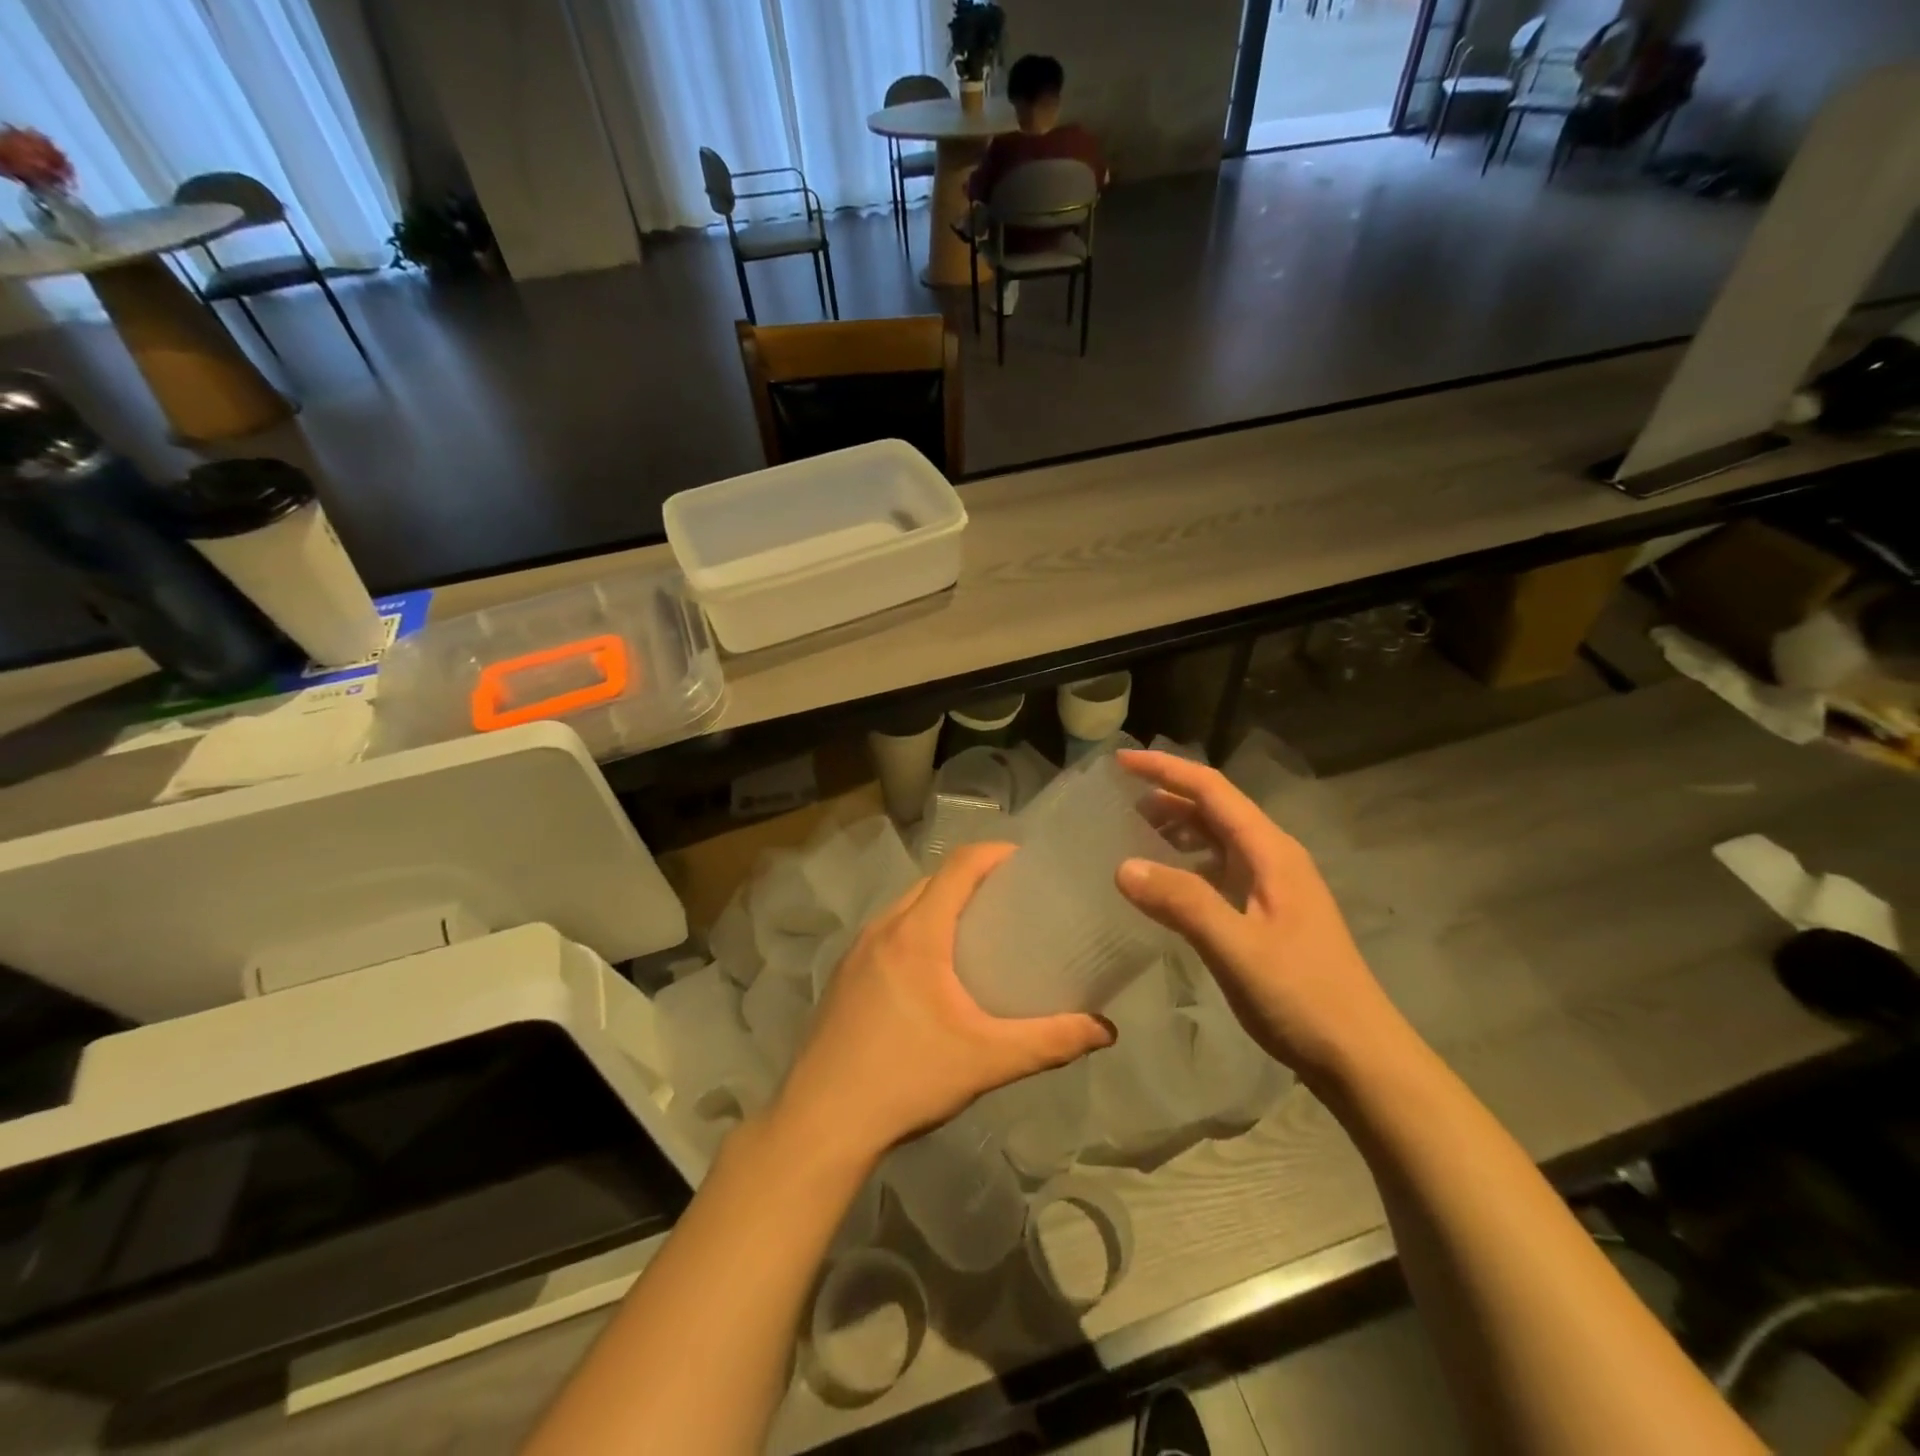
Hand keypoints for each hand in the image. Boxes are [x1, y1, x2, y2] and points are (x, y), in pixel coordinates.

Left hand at [776, 843, 1114, 1168]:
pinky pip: (888, 932)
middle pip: (932, 882)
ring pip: (906, 907)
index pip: (959, 866)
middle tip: (1012, 902)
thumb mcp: (987, 1060)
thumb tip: (1105, 1031)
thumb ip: (1049, 1042)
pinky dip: (916, 930)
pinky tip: (933, 973)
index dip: (994, 853)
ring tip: (978, 933)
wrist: (821, 1122)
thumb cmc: (907, 1078)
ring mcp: (857, 951)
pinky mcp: (843, 975)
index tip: (1027, 862)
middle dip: (972, 879)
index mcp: (917, 932)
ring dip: (941, 905)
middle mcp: (883, 928)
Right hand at [1113, 749, 1404, 1087]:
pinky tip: (1164, 882)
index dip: (1166, 770)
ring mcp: (1274, 887)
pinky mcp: (1269, 914)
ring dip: (1177, 828)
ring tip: (1131, 831)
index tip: (1120, 761)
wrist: (1360, 1057)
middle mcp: (1275, 858)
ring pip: (1218, 840)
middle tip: (1116, 798)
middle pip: (1215, 809)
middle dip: (1167, 795)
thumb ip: (1182, 903)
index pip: (1213, 790)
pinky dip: (1188, 863)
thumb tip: (1123, 866)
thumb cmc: (1303, 997)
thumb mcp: (1237, 949)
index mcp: (1272, 852)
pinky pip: (1220, 871)